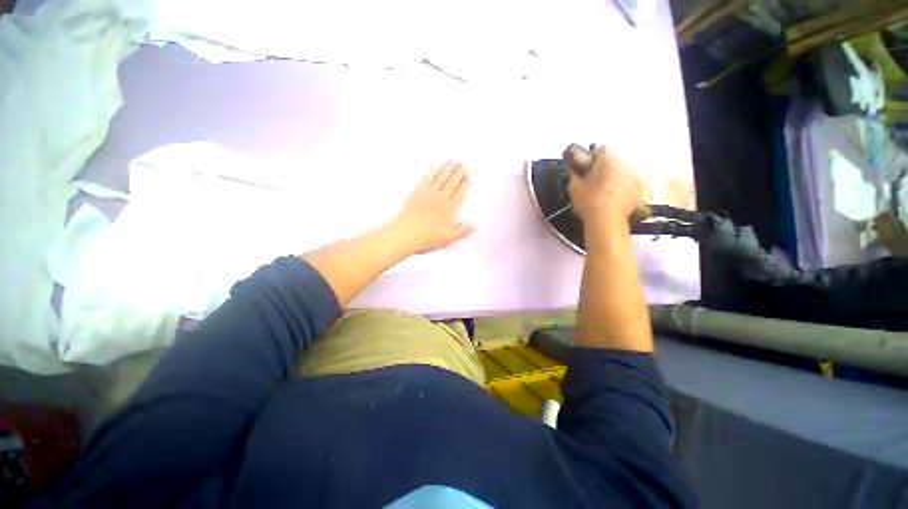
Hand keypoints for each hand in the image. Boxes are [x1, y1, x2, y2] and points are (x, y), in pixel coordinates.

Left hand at [392, 161, 474, 253]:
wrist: (404, 234)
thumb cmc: (426, 239)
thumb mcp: (447, 239)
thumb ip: (461, 231)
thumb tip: (473, 225)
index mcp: (449, 210)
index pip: (459, 193)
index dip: (464, 184)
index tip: (468, 176)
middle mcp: (440, 198)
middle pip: (451, 182)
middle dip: (458, 172)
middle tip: (463, 163)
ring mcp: (427, 194)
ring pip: (440, 178)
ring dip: (447, 168)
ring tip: (452, 161)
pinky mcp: (416, 192)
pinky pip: (426, 178)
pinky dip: (432, 171)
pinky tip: (435, 166)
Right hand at [567, 146, 643, 230]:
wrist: (607, 221)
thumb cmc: (588, 201)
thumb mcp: (574, 187)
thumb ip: (573, 174)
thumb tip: (572, 167)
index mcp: (606, 160)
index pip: (600, 150)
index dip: (592, 158)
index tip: (586, 168)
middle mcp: (623, 164)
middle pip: (613, 160)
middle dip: (604, 167)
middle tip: (594, 180)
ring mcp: (634, 176)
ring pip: (622, 171)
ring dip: (615, 176)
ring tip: (605, 190)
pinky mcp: (639, 189)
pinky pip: (629, 183)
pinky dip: (623, 186)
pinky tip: (614, 197)